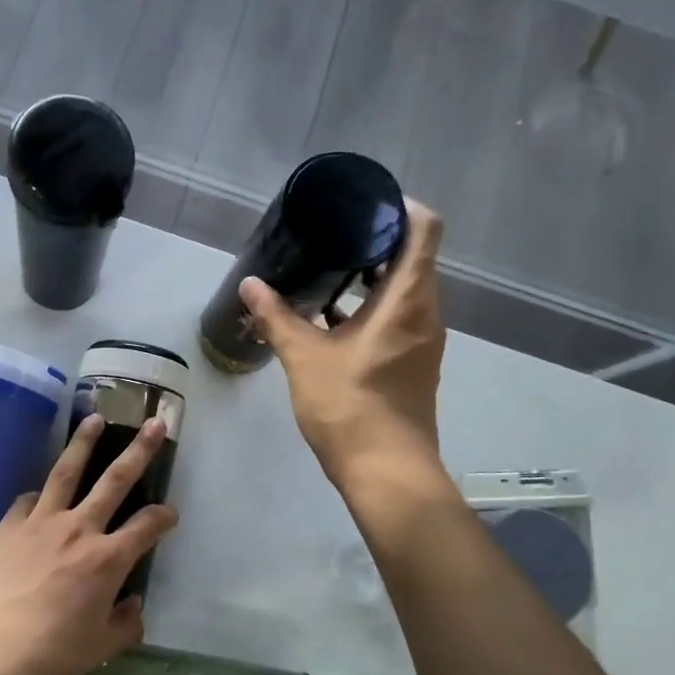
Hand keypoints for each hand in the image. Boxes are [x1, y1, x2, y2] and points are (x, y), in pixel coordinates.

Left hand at [0, 413, 177, 674]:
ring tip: (95, 419)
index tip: (170, 513)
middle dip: (140, 450)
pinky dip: (39, 494)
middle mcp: (79, 529)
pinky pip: (28, 500)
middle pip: (115, 480)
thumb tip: (134, 604)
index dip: (163, 516)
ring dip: (84, 443)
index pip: (147, 526)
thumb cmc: (50, 653)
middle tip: (155, 423)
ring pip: (67, 472)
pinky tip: (40, 493)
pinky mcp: (8, 525)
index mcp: (107, 559)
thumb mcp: (100, 649)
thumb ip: (126, 624)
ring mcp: (40, 522)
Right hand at [239, 199, 448, 483]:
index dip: (399, 208)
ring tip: (325, 269)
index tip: (363, 203)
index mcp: (407, 301)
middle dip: (374, 241)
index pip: (423, 231)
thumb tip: (250, 284)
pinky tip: (330, 318)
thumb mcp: (304, 358)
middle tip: (331, 233)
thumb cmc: (349, 407)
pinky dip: (369, 308)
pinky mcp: (411, 363)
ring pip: (402, 291)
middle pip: (412, 259)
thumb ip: (277, 317)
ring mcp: (421, 341)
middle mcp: (424, 314)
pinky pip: (396, 318)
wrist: (385, 471)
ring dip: (369, 277)